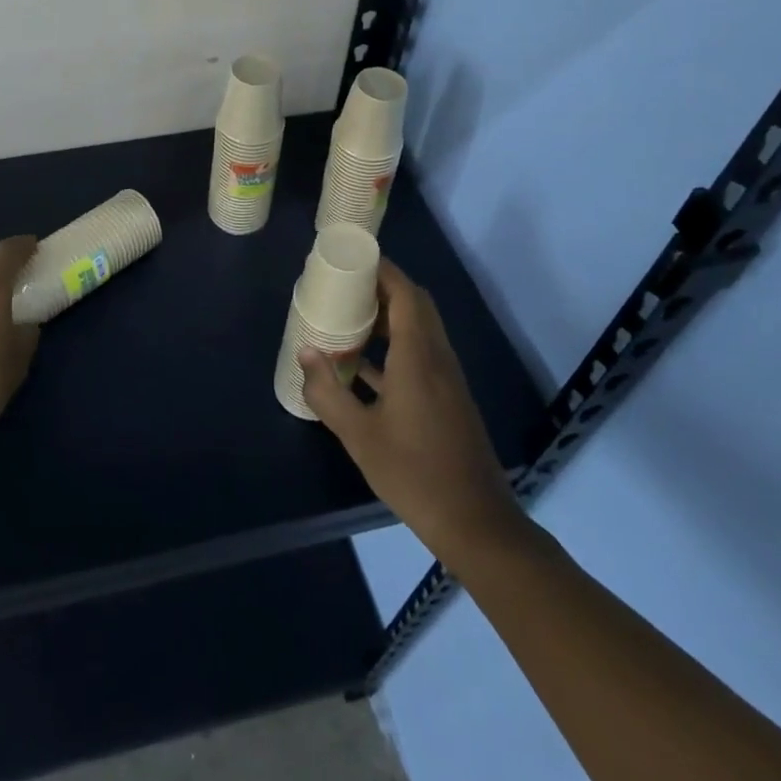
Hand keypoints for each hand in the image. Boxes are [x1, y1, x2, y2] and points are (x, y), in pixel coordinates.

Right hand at [300, 259, 524, 561]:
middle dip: (382, 287)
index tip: (352, 258)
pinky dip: (395, 345)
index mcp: (418, 357)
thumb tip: (306, 352)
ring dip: (389, 316)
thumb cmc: (413, 473)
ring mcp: (446, 379)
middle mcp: (437, 358)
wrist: (474, 522)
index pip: (404, 294)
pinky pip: (421, 353)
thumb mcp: (359, 435)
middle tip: (346, 284)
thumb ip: (328, 391)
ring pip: (420, 329)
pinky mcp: (448, 398)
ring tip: (349, 316)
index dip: (382, 269)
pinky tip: (364, 364)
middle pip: (415, 305)